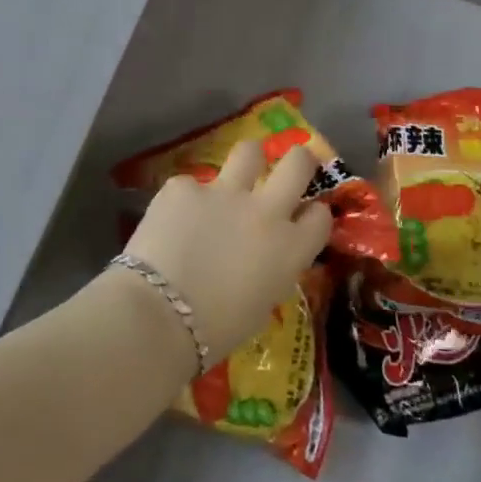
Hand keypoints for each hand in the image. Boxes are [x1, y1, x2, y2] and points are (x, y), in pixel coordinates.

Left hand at [124, 140, 332, 358]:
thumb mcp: (261, 305)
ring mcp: (223, 192)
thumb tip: (260, 259)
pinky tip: (171, 223)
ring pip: (249, 151)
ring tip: (234, 177)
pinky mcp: (184, 187)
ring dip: (247, 162)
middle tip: (293, 164)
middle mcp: (265, 211)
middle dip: (300, 159)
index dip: (313, 215)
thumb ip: (270, 270)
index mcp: (290, 248)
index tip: (303, 218)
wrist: (160, 315)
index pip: (320, 216)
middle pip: (298, 163)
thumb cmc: (216, 330)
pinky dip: (186, 201)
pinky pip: (190, 185)